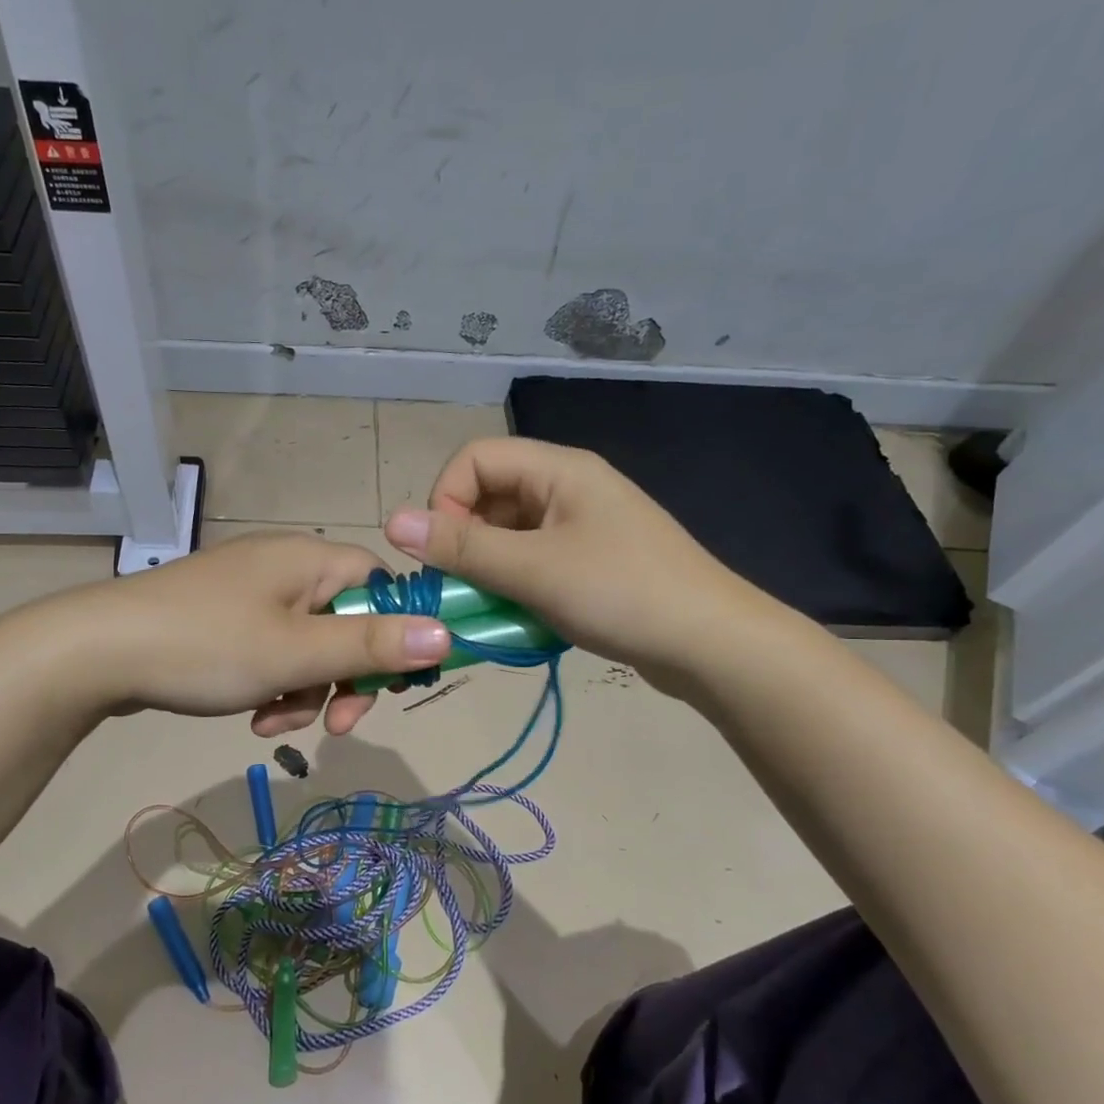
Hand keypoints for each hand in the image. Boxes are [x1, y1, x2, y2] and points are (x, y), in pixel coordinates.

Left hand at [52, 531, 450, 735]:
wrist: (98, 652)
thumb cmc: (207, 646)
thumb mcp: (297, 653)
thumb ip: (372, 645)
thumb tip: (447, 633)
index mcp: (309, 561)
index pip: (381, 585)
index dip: (397, 633)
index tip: (394, 684)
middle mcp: (285, 567)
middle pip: (346, 622)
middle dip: (345, 679)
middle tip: (337, 725)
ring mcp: (251, 594)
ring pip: (308, 647)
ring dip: (305, 692)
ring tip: (272, 724)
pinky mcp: (224, 620)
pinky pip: (271, 652)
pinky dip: (272, 685)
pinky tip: (251, 715)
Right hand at [383, 437, 773, 683]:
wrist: (712, 644)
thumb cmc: (621, 593)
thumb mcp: (533, 570)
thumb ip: (462, 546)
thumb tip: (391, 521)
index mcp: (559, 470)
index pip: (475, 459)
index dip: (445, 499)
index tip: (442, 552)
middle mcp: (568, 488)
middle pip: (490, 497)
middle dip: (465, 541)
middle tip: (461, 587)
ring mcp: (582, 526)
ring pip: (509, 534)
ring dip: (488, 569)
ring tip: (491, 608)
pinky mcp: (591, 562)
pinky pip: (533, 561)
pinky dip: (515, 585)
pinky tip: (519, 617)